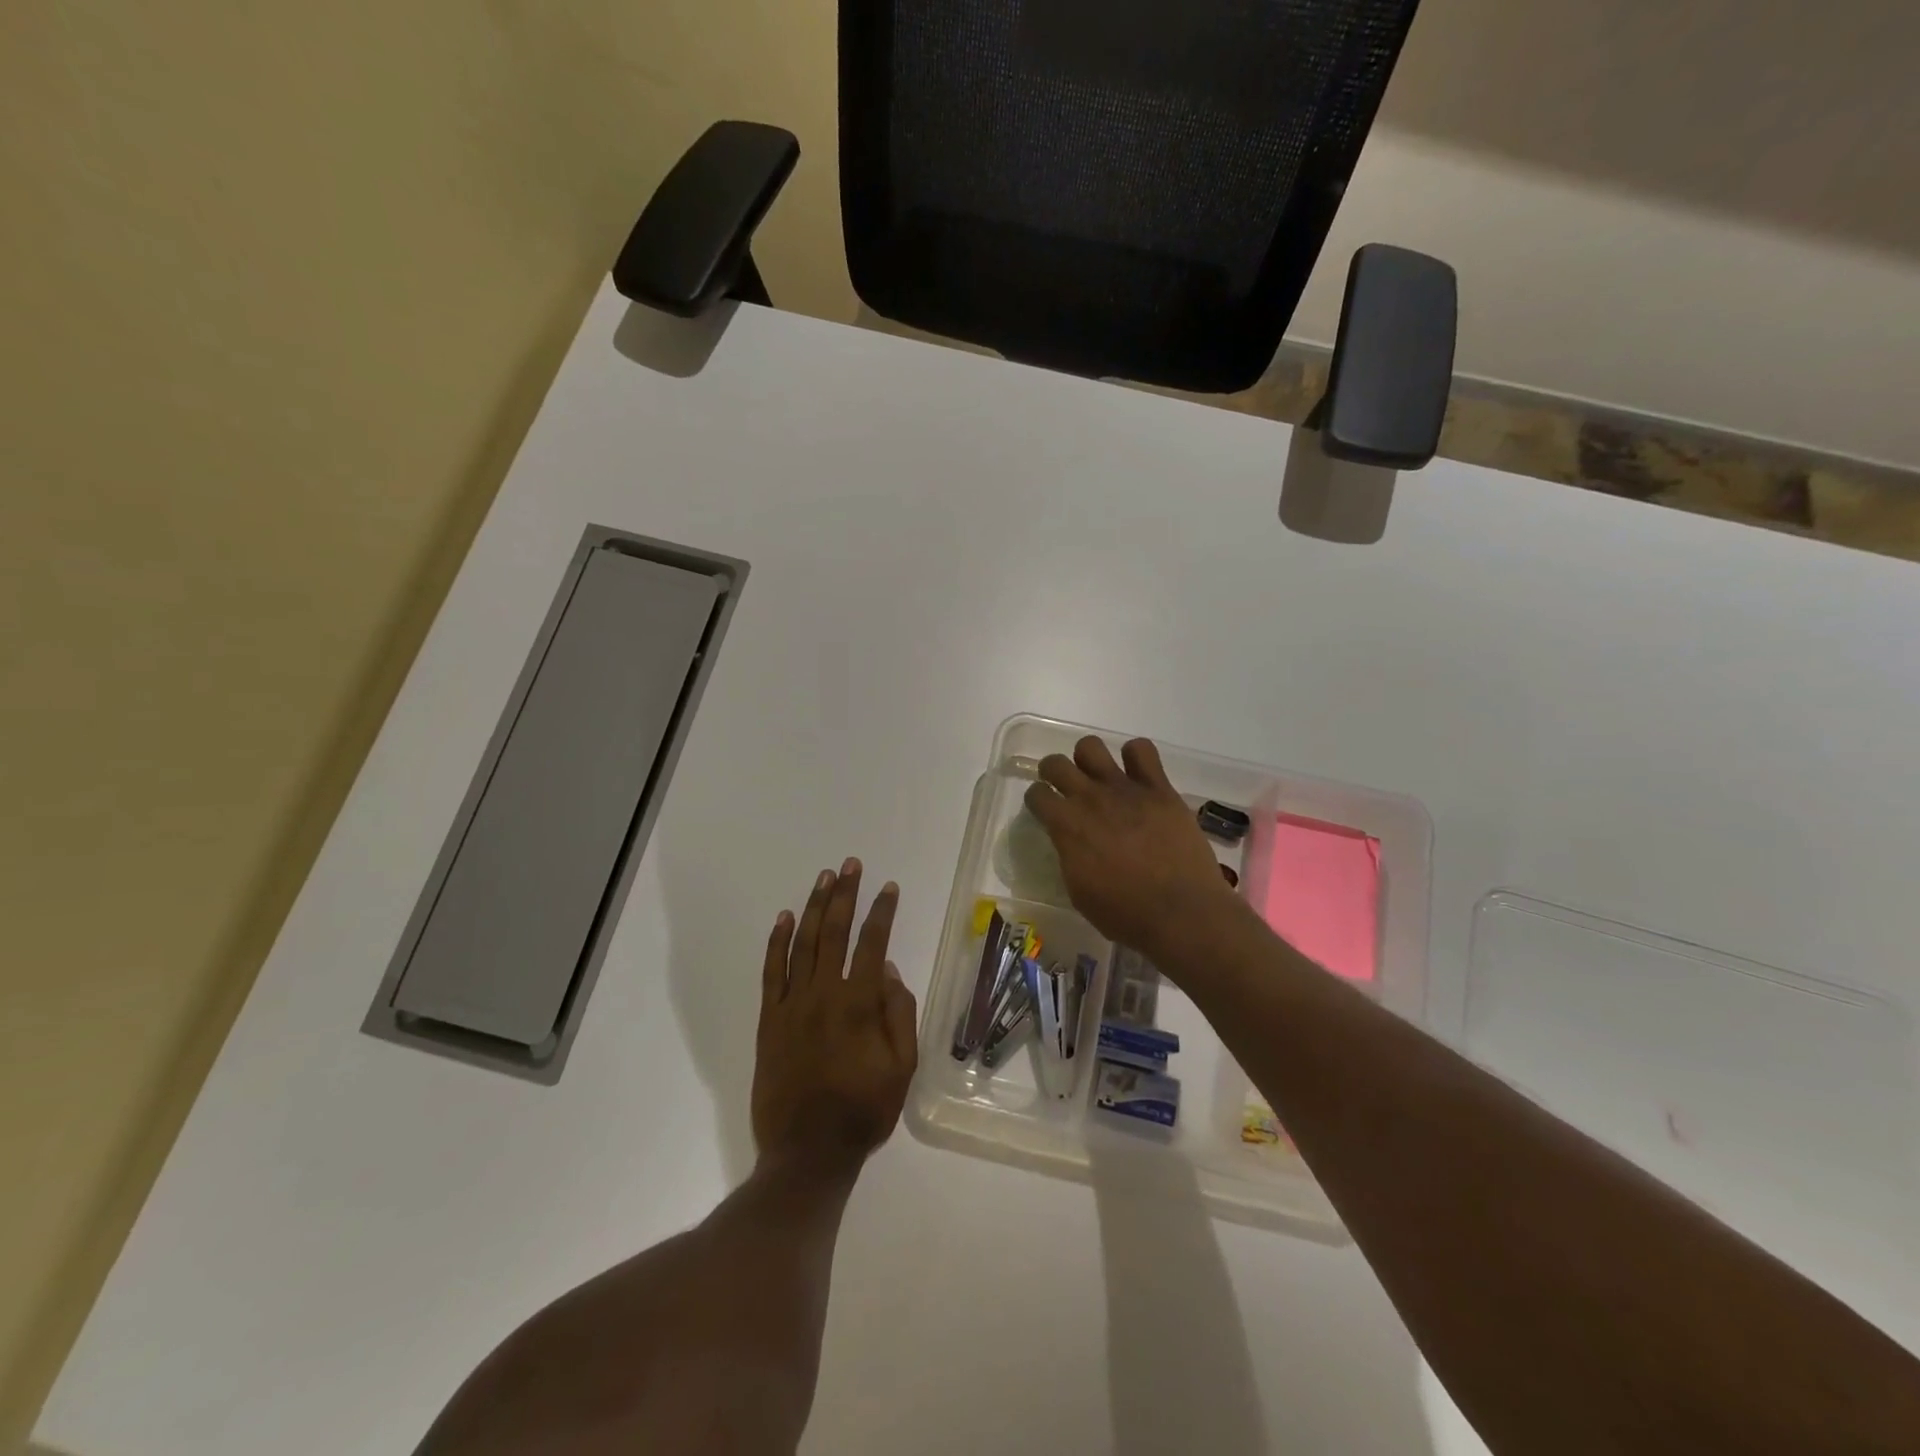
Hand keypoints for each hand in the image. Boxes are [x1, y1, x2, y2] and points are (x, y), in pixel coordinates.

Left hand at [753, 859, 917, 1172]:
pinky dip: (777, 942)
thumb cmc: (863, 1111)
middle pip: (835, 932)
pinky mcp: (770, 1019)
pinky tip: (784, 918)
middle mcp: (825, 994)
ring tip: (824, 878)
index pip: (873, 944)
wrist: (807, 1153)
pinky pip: (772, 972)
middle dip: (845, 894)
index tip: (889, 888)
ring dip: (814, 907)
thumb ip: (899, 1015)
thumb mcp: (902, 1068)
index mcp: (860, 1004)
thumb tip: (891, 972)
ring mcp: (793, 1004)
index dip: (882, 912)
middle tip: (851, 865)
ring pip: (803, 943)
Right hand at [1024, 736, 1240, 957]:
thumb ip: (1069, 856)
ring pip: (1091, 747)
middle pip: (1056, 763)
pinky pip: (1141, 749)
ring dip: (1089, 759)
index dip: (1037, 800)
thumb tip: (1070, 840)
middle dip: (1053, 772)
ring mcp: (1125, 789)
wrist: (1181, 912)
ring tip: (1099, 777)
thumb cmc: (1125, 914)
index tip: (1045, 810)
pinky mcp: (1159, 788)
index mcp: (1067, 826)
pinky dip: (1135, 756)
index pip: (1036, 794)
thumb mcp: (1079, 892)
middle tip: (1064, 787)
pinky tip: (1138, 775)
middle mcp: (1090, 798)